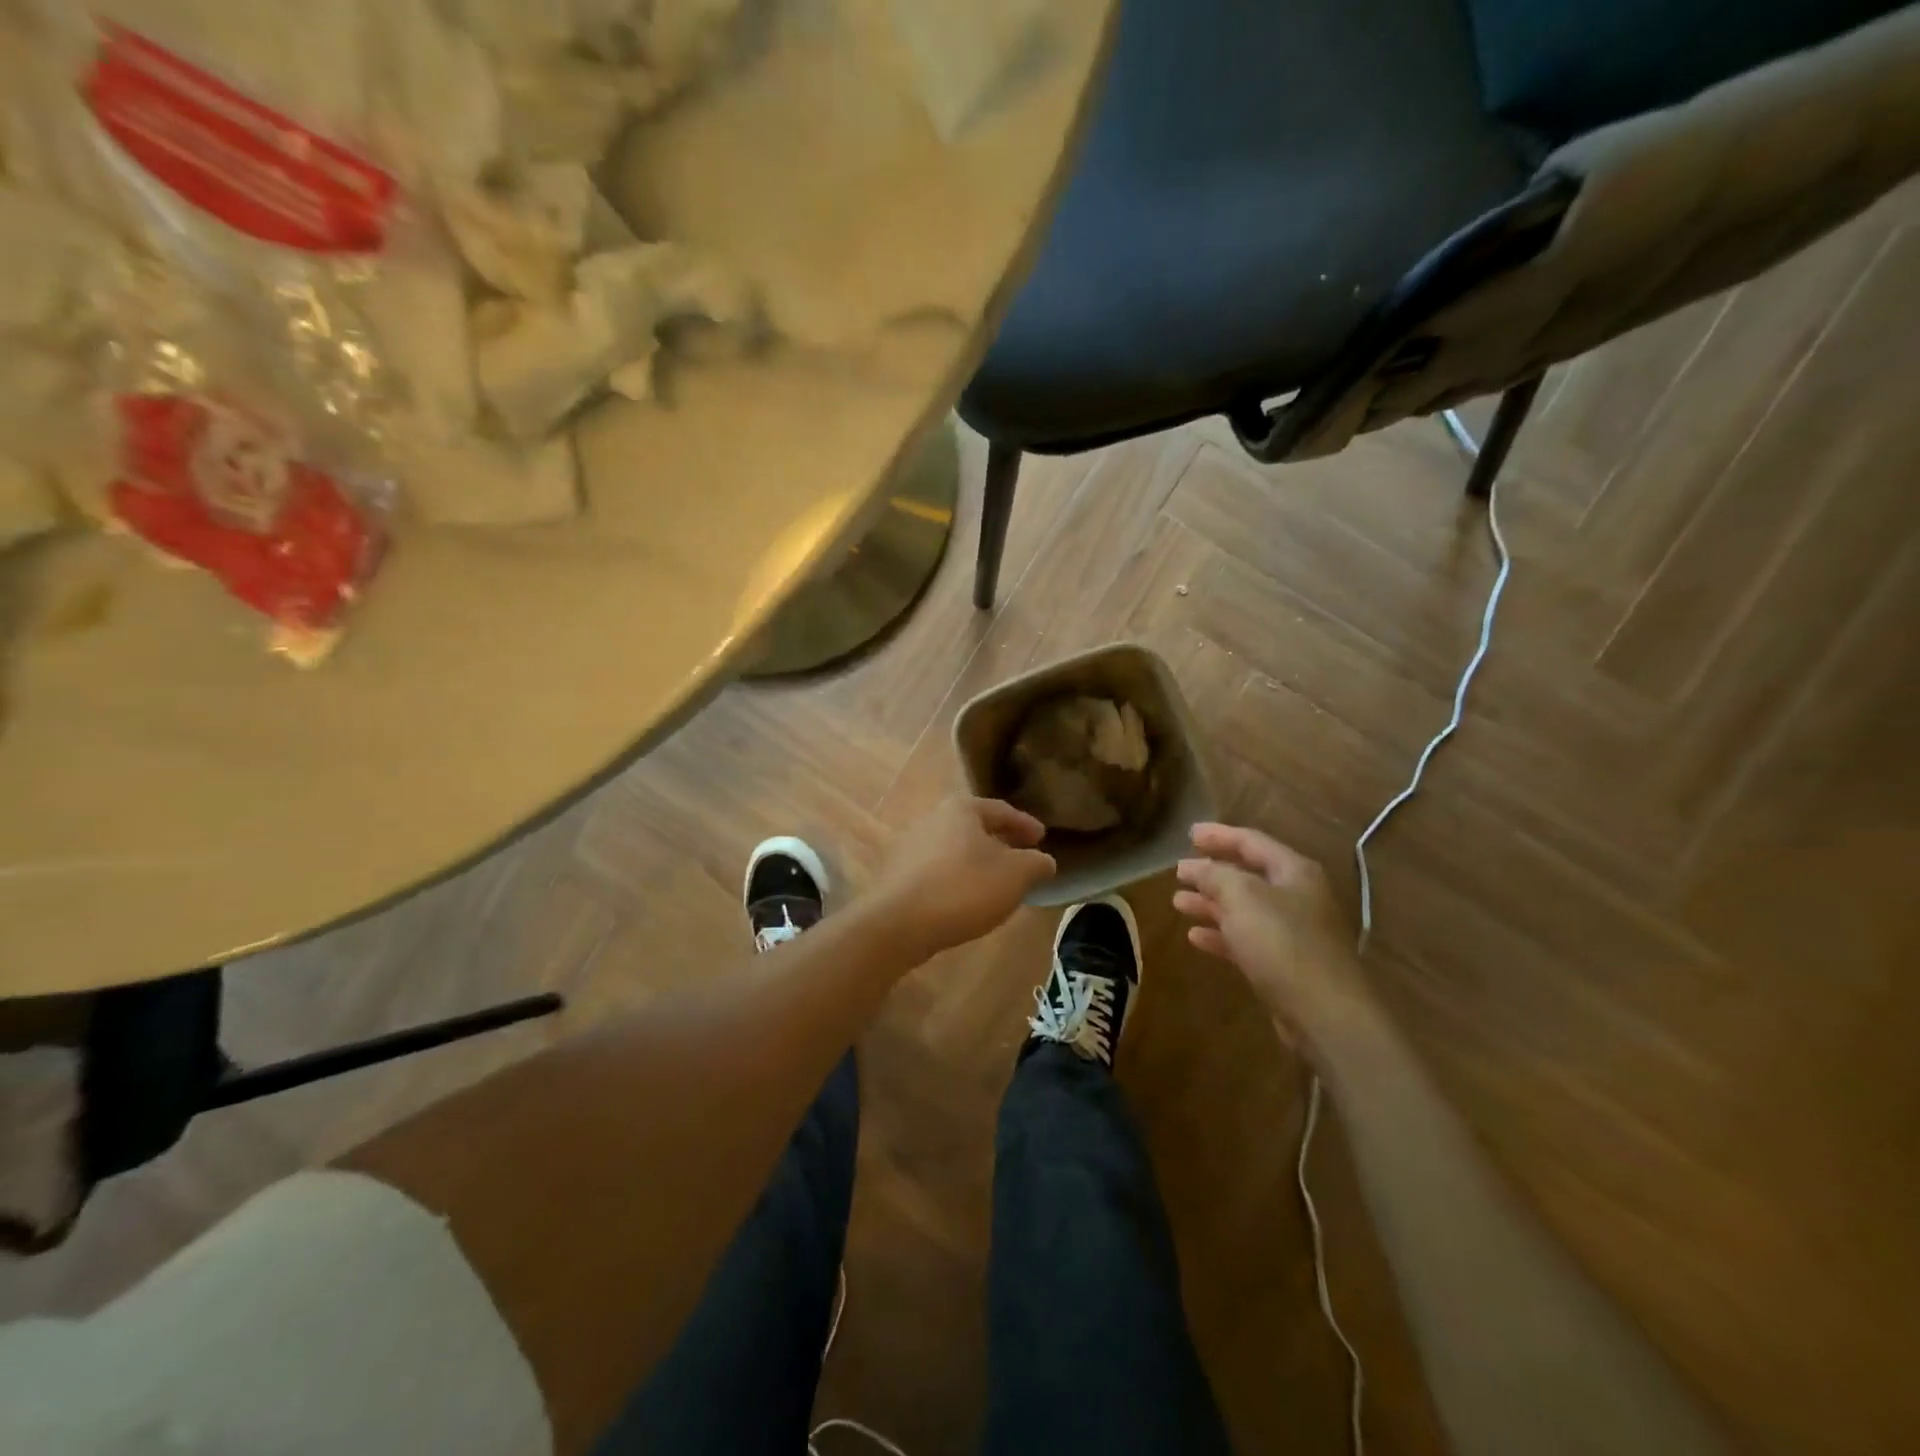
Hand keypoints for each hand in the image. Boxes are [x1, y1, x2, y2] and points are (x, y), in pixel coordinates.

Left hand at [870, 797, 1055, 958]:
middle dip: (1000, 842)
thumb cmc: (964, 888)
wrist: (899, 924)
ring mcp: (910, 846)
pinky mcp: (898, 874)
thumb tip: (1044, 860)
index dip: (1025, 824)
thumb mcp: (1015, 876)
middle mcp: (932, 819)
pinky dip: (957, 879)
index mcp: (961, 809)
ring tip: (997, 882)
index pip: (1001, 810)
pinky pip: (938, 870)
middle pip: (974, 827)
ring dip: (977, 862)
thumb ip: (1036, 864)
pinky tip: (967, 900)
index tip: (1042, 838)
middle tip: (1022, 858)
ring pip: (955, 849)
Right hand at [1174, 823, 1372, 1047]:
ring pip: (1244, 909)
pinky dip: (1221, 934)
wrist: (1325, 1013)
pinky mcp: (1285, 964)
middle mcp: (1297, 896)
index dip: (1219, 835)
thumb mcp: (1242, 897)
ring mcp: (1293, 932)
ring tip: (1177, 902)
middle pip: (1248, 875)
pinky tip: (1195, 937)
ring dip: (1211, 904)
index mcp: (1294, 871)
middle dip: (1212, 872)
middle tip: (1180, 870)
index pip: (1251, 841)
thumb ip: (1215, 875)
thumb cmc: (1283, 942)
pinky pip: (1247, 939)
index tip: (1189, 833)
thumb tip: (1196, 866)